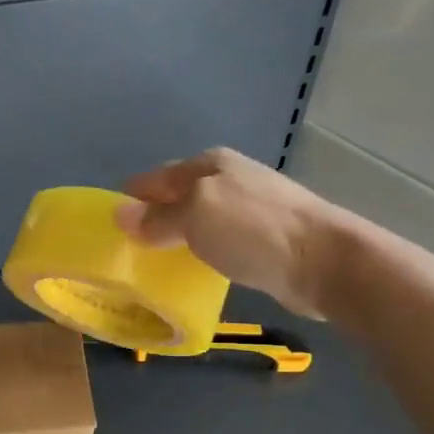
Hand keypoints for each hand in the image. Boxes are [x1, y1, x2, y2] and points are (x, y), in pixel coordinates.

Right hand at [114, 147, 348, 319]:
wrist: (324, 261)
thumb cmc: (253, 230)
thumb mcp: (195, 216)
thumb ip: (157, 218)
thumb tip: (121, 215)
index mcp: (209, 164)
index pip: (155, 178)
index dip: (131, 200)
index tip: (109, 228)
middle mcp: (229, 178)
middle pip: (178, 196)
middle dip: (153, 218)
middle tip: (128, 251)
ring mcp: (251, 206)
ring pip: (199, 218)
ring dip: (178, 236)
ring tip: (156, 264)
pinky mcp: (266, 236)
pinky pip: (219, 240)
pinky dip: (202, 251)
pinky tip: (196, 269)